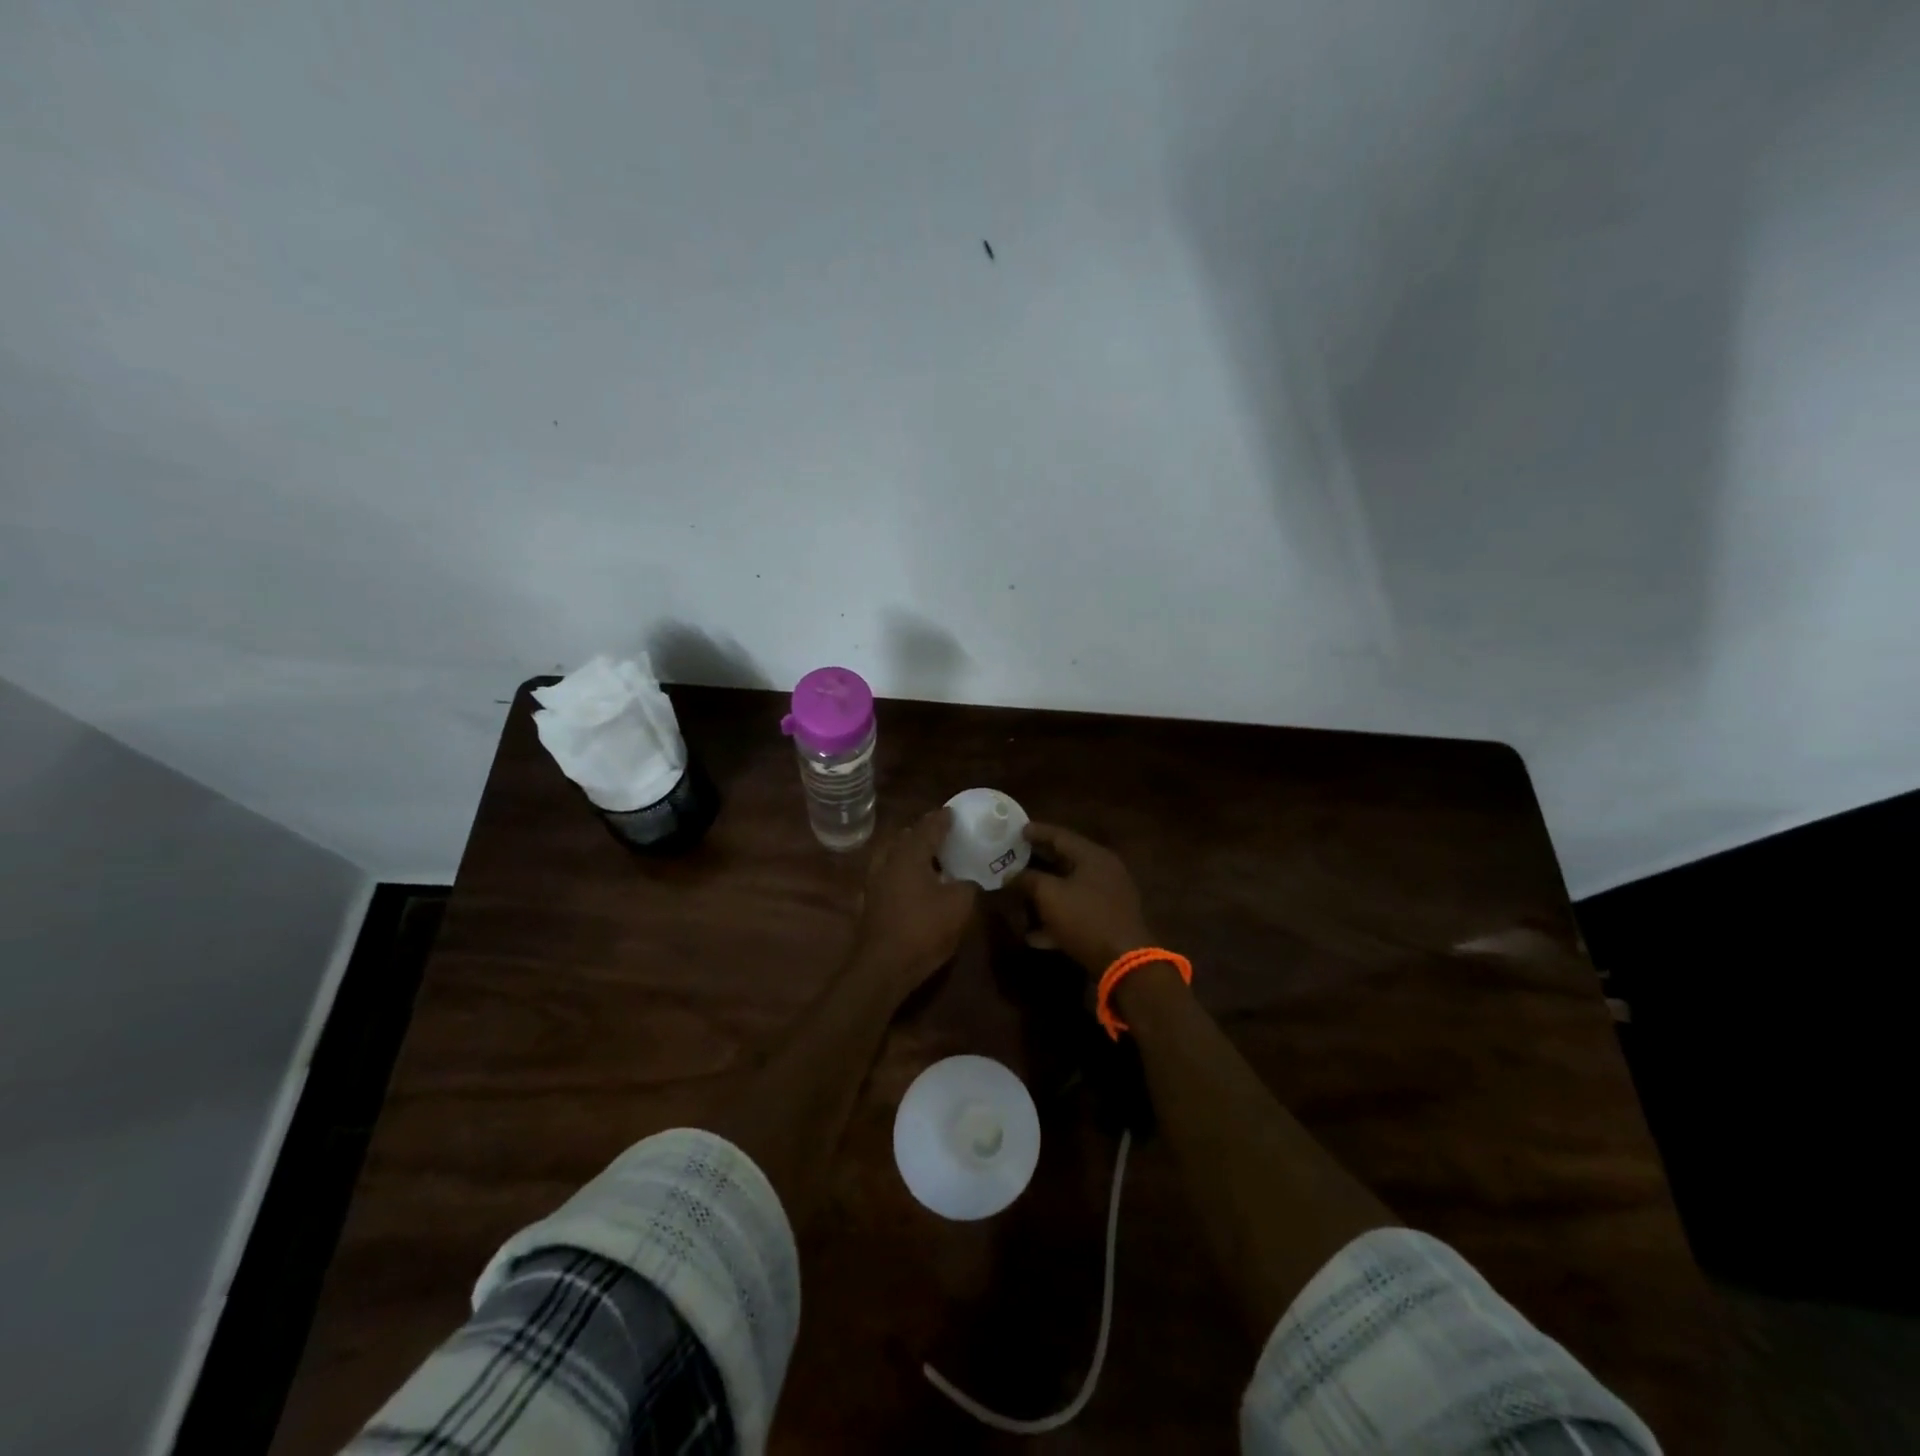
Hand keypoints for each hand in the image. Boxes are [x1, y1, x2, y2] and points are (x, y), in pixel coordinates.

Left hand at [850, 809, 978, 996]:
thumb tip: (969, 881)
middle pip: (905, 838)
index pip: (927, 827)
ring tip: (929, 859)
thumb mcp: (960, 905)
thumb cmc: (923, 928)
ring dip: (909, 853)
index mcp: (909, 854)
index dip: (942, 819)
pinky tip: (913, 885)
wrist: (883, 967)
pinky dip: (901, 874)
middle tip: (941, 835)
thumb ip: (969, 886)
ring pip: (892, 857)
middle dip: (922, 833)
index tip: (953, 812)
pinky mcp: (869, 903)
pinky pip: (887, 877)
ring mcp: (874, 883)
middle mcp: (888, 861)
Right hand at [1011, 823, 1152, 973]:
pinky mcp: (1107, 922)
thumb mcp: (1049, 895)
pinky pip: (1076, 914)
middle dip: (1038, 863)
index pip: (1060, 835)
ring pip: (1069, 890)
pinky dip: (1056, 919)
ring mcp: (1107, 898)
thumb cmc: (1085, 918)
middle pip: (1065, 861)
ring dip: (1044, 894)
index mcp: (1092, 856)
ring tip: (1019, 896)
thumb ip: (1027, 879)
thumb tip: (1010, 875)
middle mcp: (1103, 872)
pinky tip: (1033, 935)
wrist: (1123, 962)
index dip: (1037, 832)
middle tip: (1015, 859)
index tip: (1017, 829)